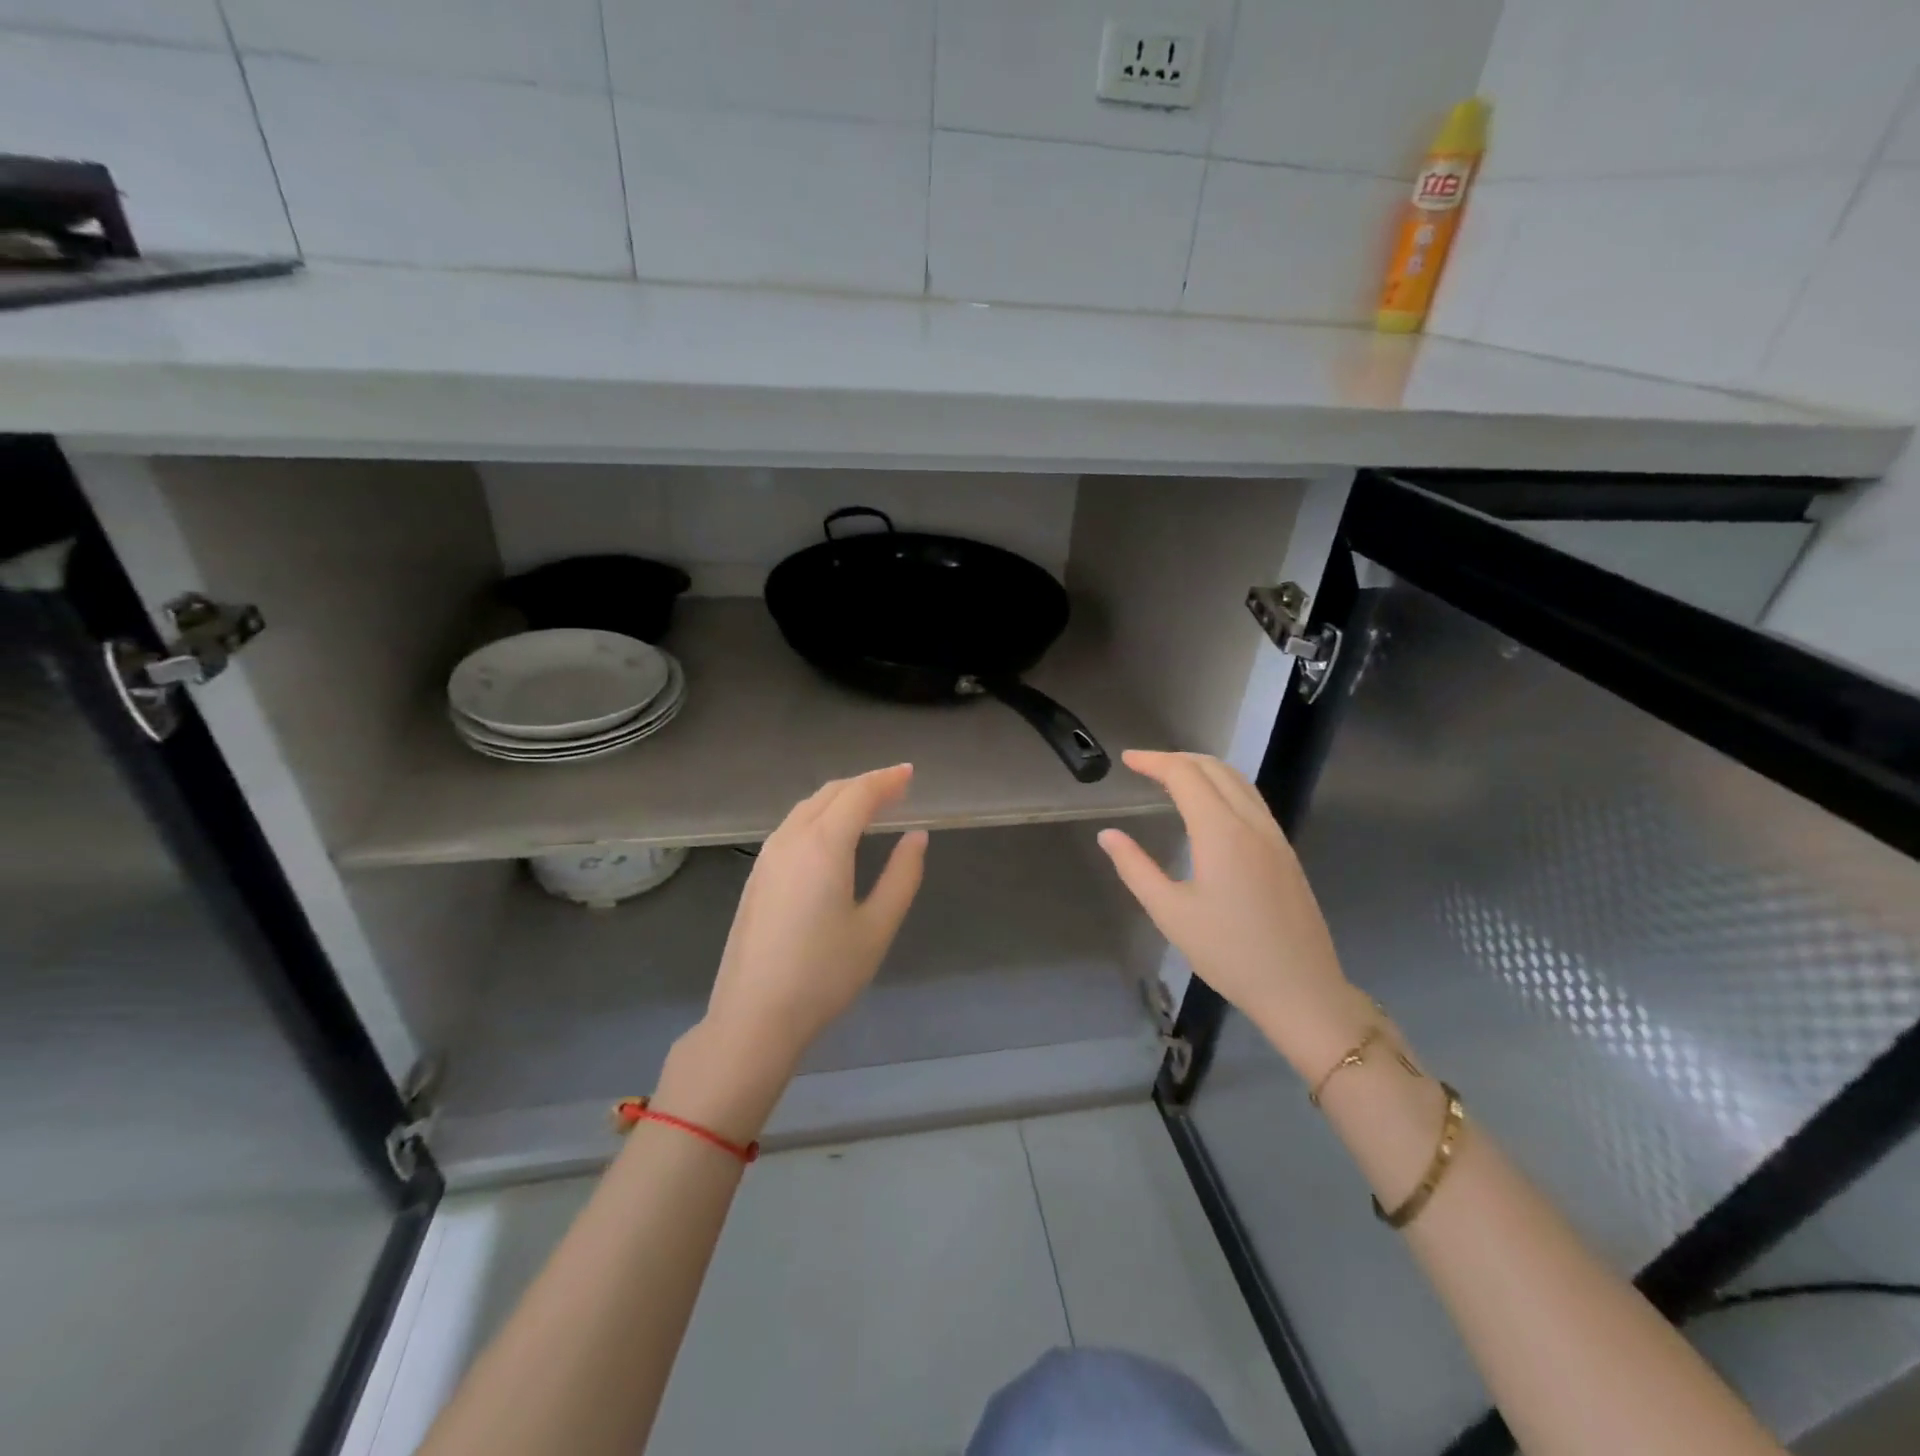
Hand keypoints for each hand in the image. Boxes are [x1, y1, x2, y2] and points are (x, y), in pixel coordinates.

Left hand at [702, 764, 927, 1071]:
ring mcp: (767, 856)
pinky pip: (792, 826)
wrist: (753, 1016)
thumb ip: (902, 875)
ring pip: (807, 807)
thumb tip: (916, 836)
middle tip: (896, 787)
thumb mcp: (876, 927)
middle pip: (830, 793)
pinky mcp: (756, 875)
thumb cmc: (824, 974)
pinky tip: (832, 835)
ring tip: (869, 805)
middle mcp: (791, 839)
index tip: (910, 773)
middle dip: (865, 784)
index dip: (887, 779)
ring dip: (840, 798)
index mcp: (823, 845)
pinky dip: (819, 815)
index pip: (859, 794)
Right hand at [1097, 751, 1365, 1077]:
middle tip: (1144, 766)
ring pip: (1238, 780)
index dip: (1154, 761)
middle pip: (1214, 768)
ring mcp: (1274, 836)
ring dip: (1203, 769)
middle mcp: (1252, 822)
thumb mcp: (1170, 913)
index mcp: (1221, 832)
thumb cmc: (1229, 954)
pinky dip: (1224, 786)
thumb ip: (1135, 868)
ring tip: (1172, 778)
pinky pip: (1252, 800)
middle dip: (1176, 759)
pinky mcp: (1285, 851)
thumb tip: (1108, 835)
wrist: (1300, 989)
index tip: (1127, 760)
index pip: (1185, 775)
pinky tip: (1209, 807)